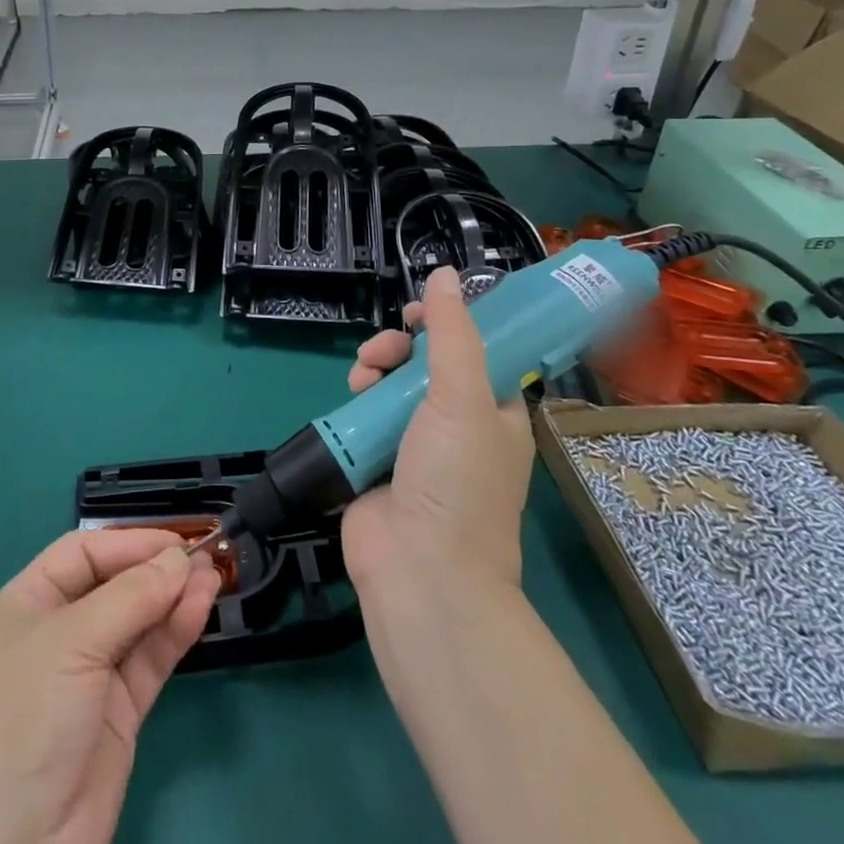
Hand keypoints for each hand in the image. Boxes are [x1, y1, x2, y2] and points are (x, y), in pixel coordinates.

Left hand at [0, 529, 220, 843]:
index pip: (84, 553)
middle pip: (115, 584)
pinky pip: (151, 659)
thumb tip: (179, 559)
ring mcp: (91, 673)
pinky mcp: (119, 712)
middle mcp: (61, 631)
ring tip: (214, 578)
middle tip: (205, 557)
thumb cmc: (27, 717)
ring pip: (139, 621)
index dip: (128, 542)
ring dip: (174, 598)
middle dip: (157, 569)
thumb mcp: (73, 641)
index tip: (176, 540)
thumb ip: (131, 596)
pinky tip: (201, 609)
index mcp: (30, 602)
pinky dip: (176, 632)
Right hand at [342, 266, 536, 601]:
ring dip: (374, 368)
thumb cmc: (456, 480)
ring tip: (362, 375)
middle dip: (400, 347)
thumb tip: (445, 273)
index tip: (418, 312)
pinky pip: (366, 413)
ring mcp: (415, 445)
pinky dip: (357, 398)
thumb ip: (451, 334)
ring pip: (391, 384)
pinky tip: (351, 395)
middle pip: (425, 364)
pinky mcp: (377, 460)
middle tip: (383, 351)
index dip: (447, 325)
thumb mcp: (463, 398)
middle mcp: (457, 426)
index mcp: (493, 412)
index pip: (474, 351)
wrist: (420, 570)